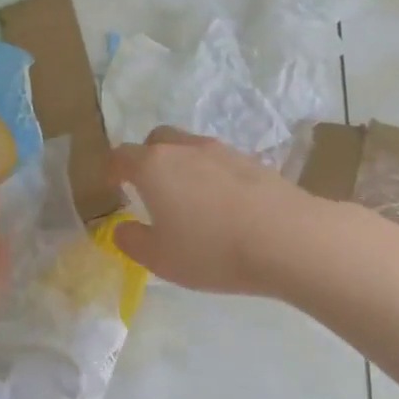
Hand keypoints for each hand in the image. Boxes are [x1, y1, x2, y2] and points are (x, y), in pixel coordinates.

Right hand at [106, 128, 317, 295]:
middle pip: (156, 139)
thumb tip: (121, 228)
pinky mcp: (251, 160)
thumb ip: (132, 241)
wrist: (287, 238)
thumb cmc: (212, 250)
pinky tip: (221, 204)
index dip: (112, 170)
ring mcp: (221, 151)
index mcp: (153, 166)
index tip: (113, 186)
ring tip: (187, 198)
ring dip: (180, 165)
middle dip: (146, 158)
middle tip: (149, 187)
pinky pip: (218, 161)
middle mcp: (184, 148)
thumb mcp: (160, 258)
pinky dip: (210, 174)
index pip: (121, 156)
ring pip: (189, 147)